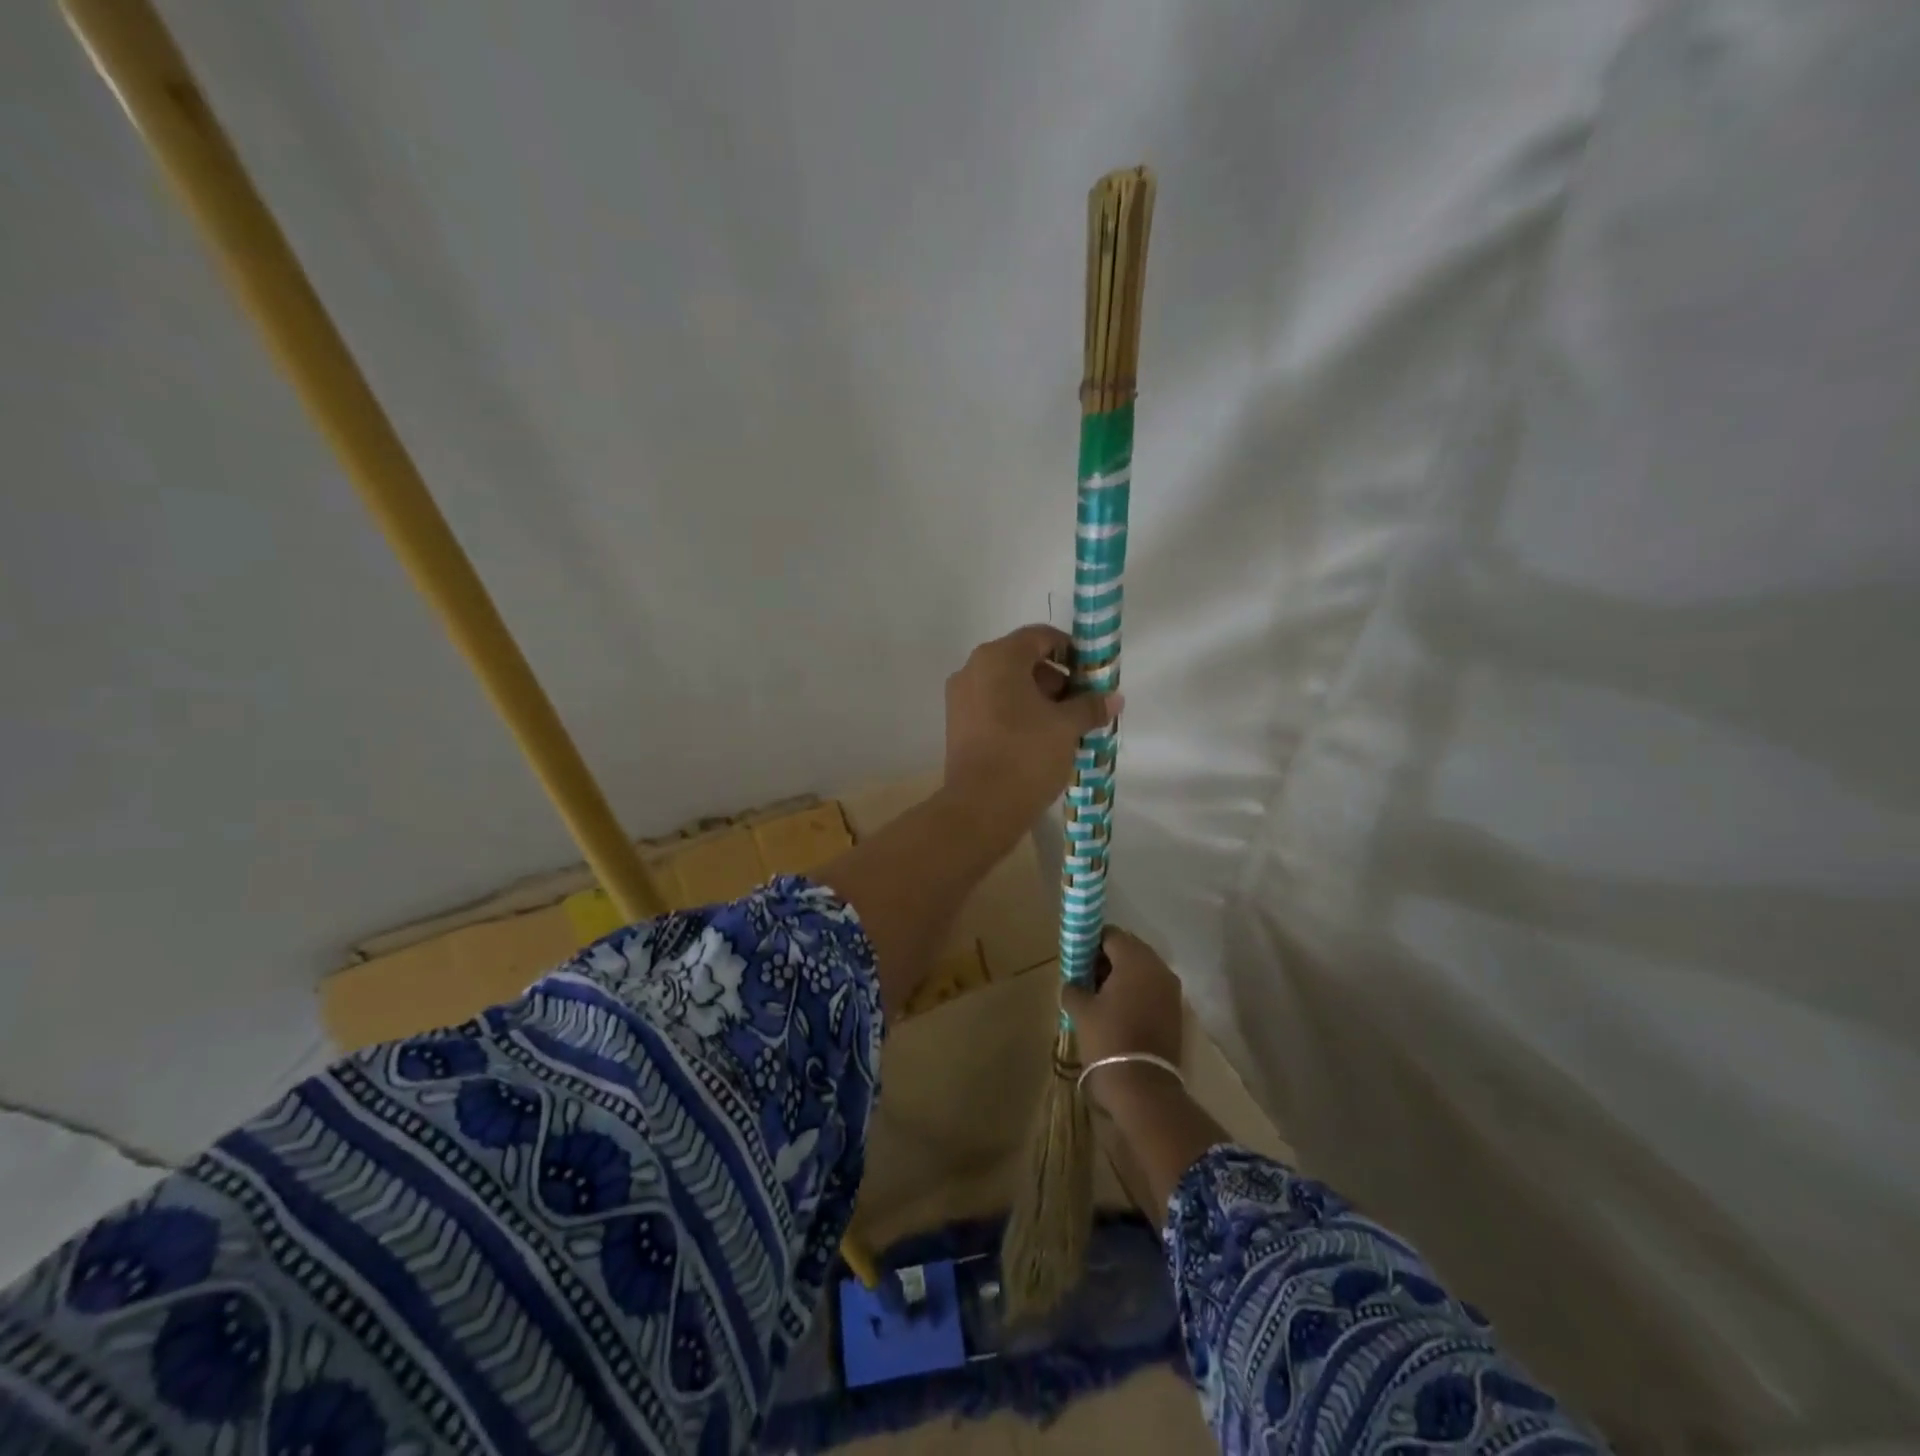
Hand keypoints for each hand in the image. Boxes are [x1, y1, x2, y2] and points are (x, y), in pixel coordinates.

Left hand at [943, 625, 1118, 828]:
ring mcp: (960, 698)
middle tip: (1082, 703)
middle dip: (1056, 678)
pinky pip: (993, 706)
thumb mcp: (1066, 727)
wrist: (980, 807)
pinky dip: (1017, 712)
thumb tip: (1113, 698)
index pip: (1040, 637)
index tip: (1092, 673)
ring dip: (1038, 697)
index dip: (1070, 650)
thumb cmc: (1026, 755)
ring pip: (1007, 685)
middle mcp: (973, 669)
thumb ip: (1090, 706)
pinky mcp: (957, 724)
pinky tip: (1039, 738)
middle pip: (1022, 660)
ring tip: (1065, 725)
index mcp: (998, 658)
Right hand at [1062, 928, 1183, 1109]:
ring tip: (1100, 995)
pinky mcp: (1176, 1011)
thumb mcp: (1081, 1010)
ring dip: (1122, 976)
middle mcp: (1158, 968)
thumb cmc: (1108, 1039)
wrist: (1143, 1086)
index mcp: (1135, 959)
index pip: (1111, 935)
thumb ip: (1074, 987)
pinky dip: (1136, 992)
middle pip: (1129, 950)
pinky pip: (1152, 989)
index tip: (1077, 958)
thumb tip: (1074, 983)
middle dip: (1107, 959)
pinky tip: (1118, 1010)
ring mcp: (1171, 990)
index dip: (1091, 942)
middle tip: (1086, 975)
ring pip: (1142, 970)